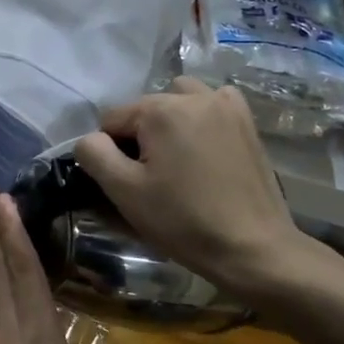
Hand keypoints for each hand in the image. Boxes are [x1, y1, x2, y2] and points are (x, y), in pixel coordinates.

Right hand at [73, 77, 324, 302]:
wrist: (253, 248)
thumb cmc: (183, 220)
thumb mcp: (124, 191)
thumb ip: (94, 154)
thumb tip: (90, 139)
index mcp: (161, 109)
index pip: (112, 119)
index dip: (111, 151)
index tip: (128, 182)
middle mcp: (194, 95)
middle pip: (145, 108)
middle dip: (140, 136)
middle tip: (152, 177)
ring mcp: (226, 105)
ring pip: (178, 98)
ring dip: (169, 120)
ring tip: (176, 157)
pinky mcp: (247, 122)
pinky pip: (212, 103)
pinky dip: (201, 117)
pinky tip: (203, 146)